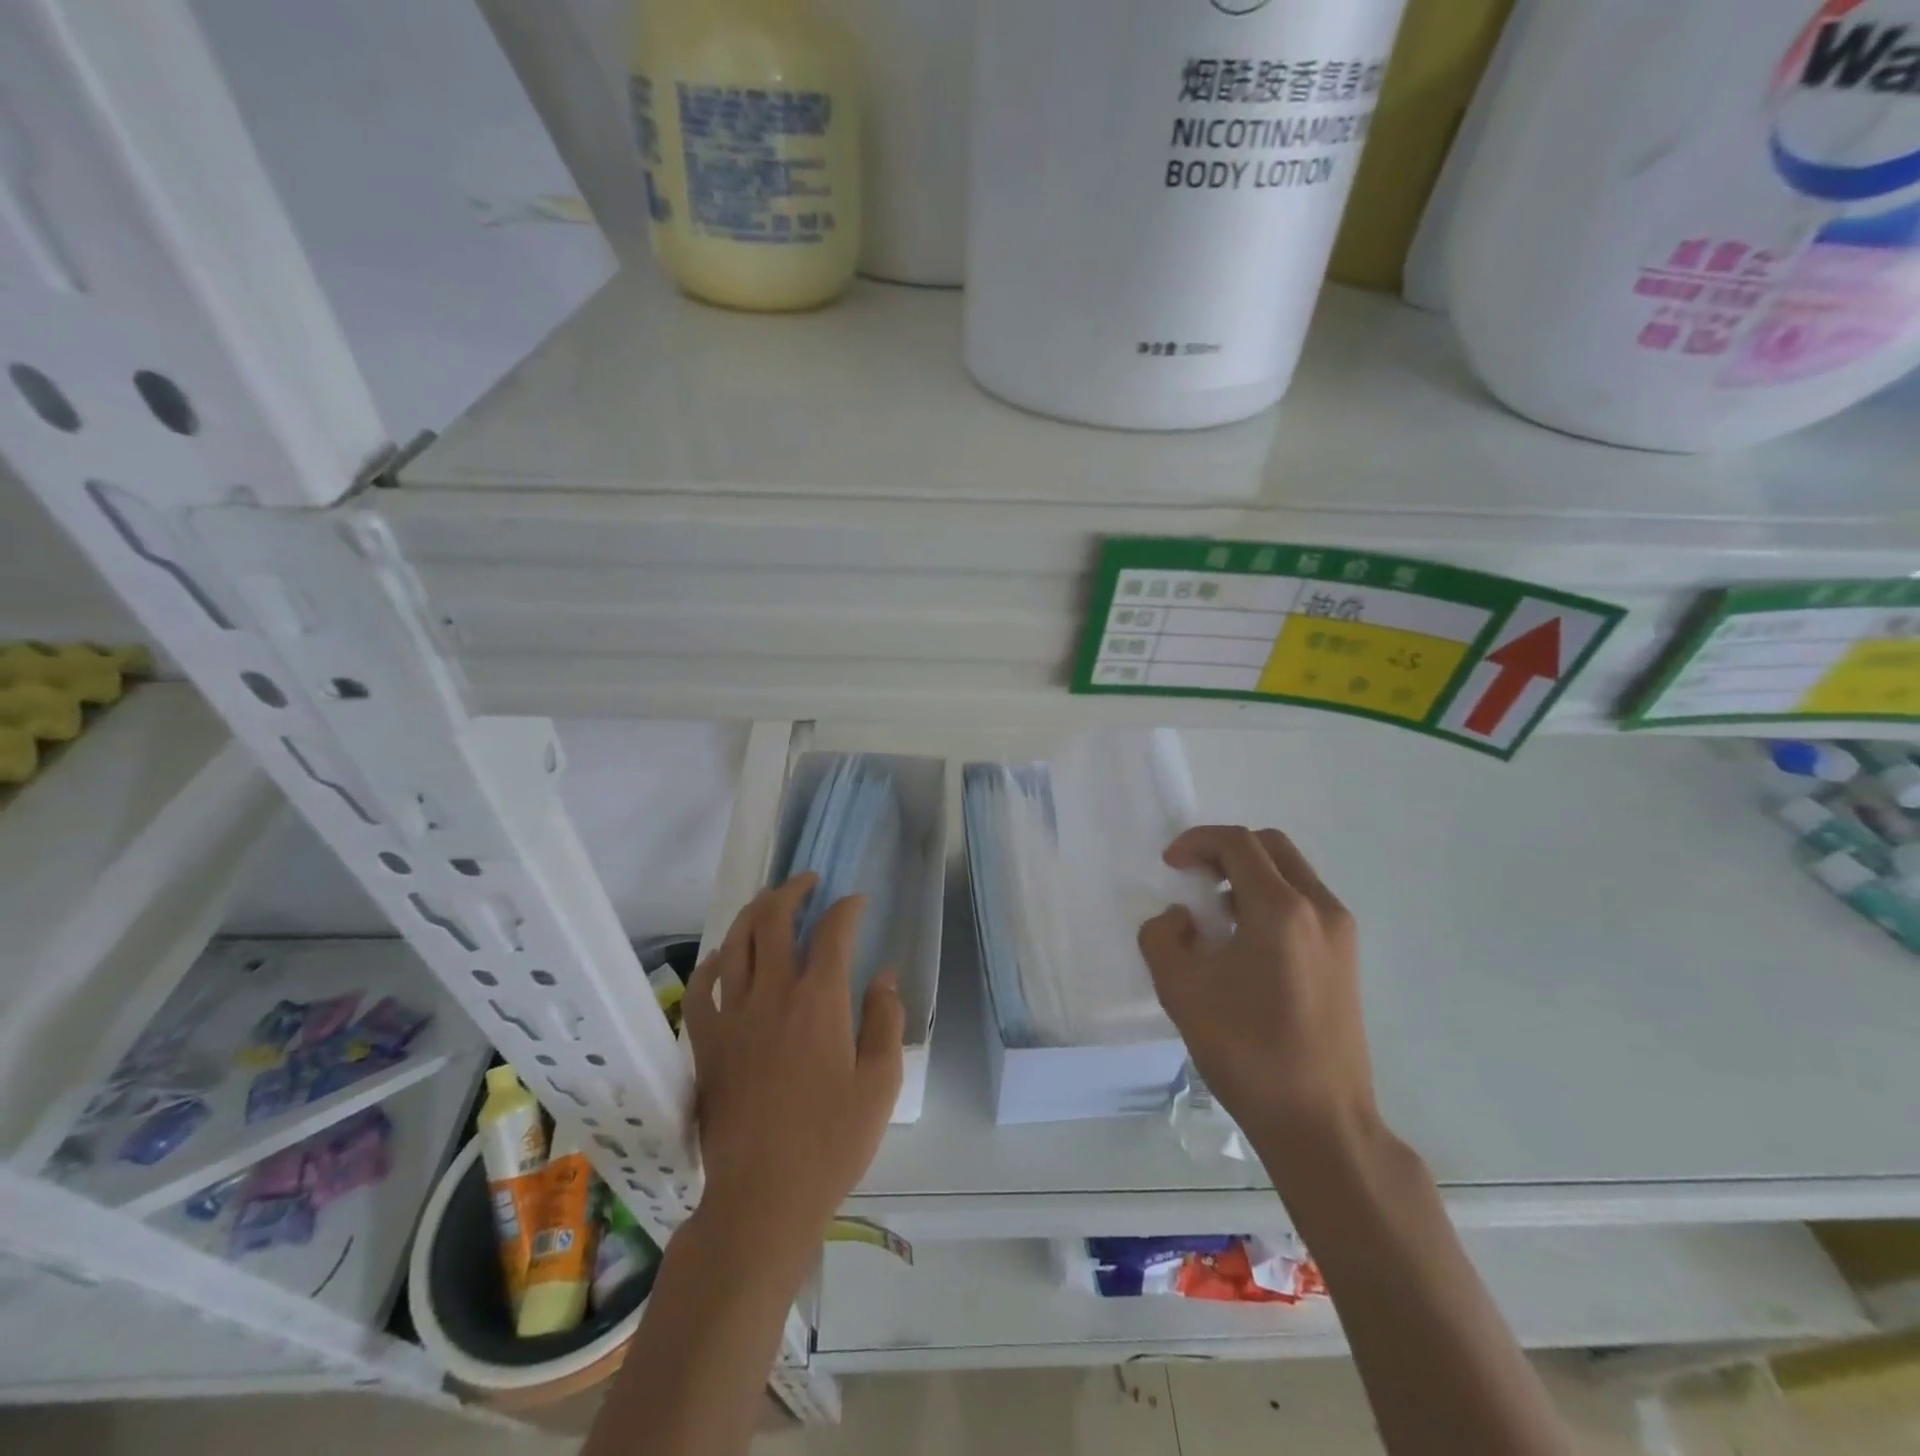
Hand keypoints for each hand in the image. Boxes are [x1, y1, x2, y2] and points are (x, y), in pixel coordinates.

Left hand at [684, 875, 903, 1258]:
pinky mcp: (707, 1043)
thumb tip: (884, 975)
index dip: (847, 908)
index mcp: (820, 1001)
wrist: (763, 1197)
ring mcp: (733, 1016)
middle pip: (774, 920)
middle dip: (792, 891)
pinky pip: (701, 988)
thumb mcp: (881, 1083)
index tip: (857, 902)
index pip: (833, 932)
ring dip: (753, 913)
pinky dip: (713, 963)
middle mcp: (773, 994)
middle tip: (808, 881)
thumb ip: (885, 1020)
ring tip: (769, 901)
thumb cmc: (832, 1142)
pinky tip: (724, 956)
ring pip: (736, 943)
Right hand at [1139, 826, 1377, 1157]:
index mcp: (1282, 909)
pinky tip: (1245, 945)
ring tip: (1216, 916)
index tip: (1170, 865)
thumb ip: (1162, 936)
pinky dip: (1270, 902)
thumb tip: (1182, 919)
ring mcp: (1341, 935)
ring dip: (1249, 877)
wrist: (1320, 1123)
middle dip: (1226, 851)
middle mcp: (1320, 909)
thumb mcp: (1179, 989)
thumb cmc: (1247, 1051)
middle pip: (1271, 847)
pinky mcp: (1346, 961)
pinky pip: (1305, 905)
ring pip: (1292, 875)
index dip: (1196, 841)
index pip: (1238, 843)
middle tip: (1194, 878)